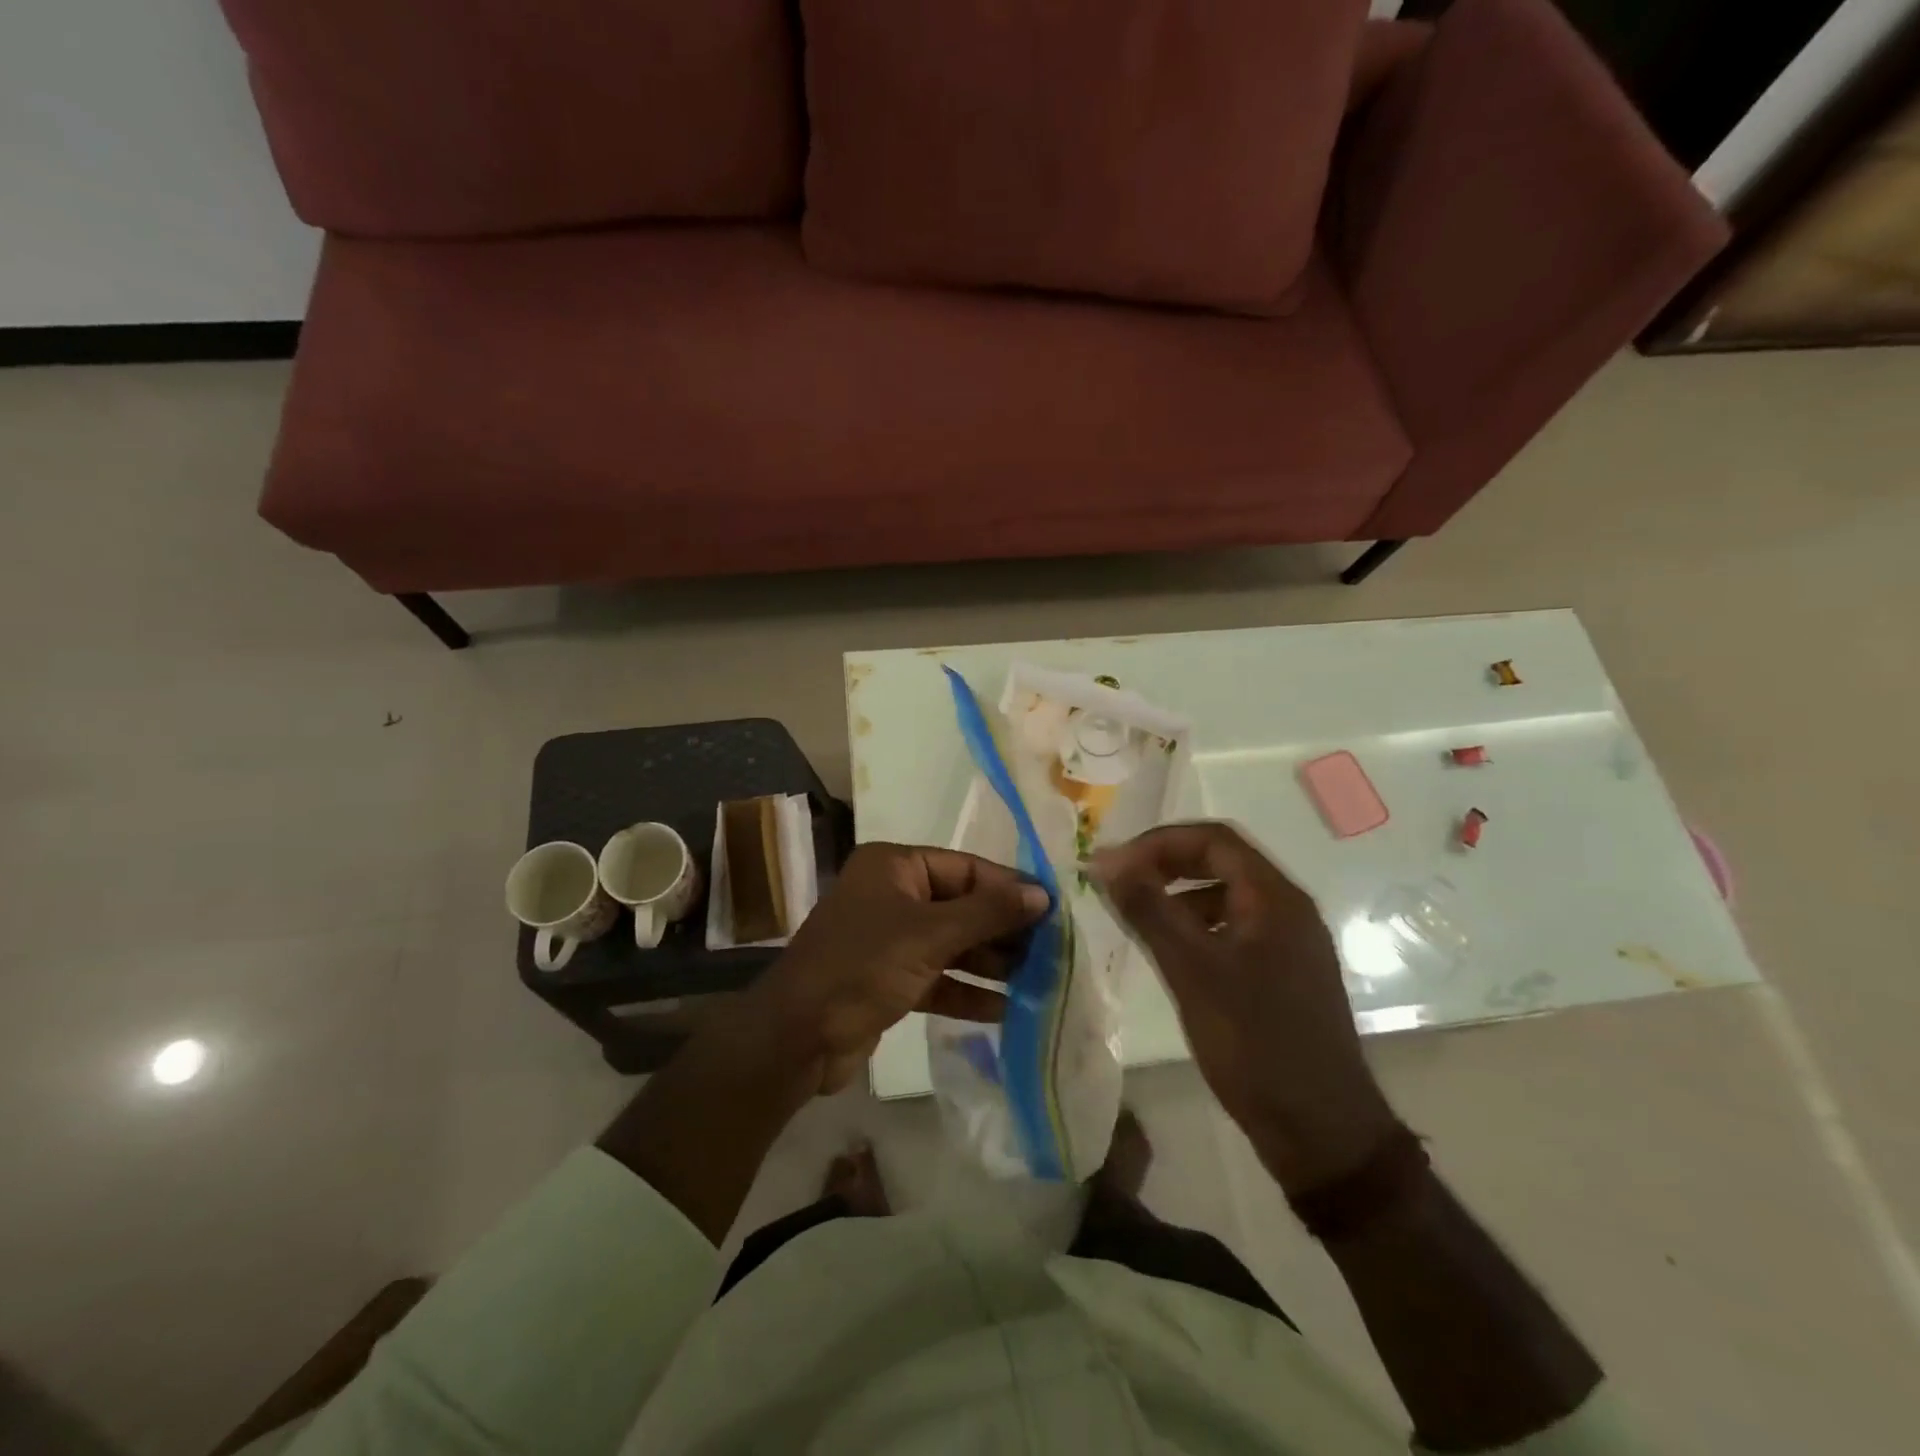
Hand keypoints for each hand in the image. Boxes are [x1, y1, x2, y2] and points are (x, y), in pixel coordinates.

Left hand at [747, 843, 1049, 1095]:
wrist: (797, 1038)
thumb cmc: (862, 967)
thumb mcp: (929, 934)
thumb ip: (988, 913)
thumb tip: (1042, 894)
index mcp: (895, 866)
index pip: (966, 868)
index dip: (1009, 888)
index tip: (1053, 910)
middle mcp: (893, 895)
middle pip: (962, 906)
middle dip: (1003, 930)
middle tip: (1053, 950)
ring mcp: (890, 939)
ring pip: (953, 944)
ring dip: (991, 963)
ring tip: (1040, 980)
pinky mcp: (890, 980)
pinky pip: (939, 978)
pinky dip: (968, 992)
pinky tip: (1006, 1009)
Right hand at [1093, 822, 1397, 1195]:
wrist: (1321, 1133)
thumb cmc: (1254, 1043)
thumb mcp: (1192, 970)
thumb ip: (1148, 909)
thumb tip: (1104, 860)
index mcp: (1275, 897)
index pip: (1213, 839)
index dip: (1158, 842)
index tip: (1114, 865)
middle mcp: (1287, 909)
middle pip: (1220, 861)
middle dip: (1165, 863)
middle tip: (1118, 883)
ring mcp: (1288, 942)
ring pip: (1225, 896)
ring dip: (1178, 894)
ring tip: (1135, 916)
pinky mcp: (1281, 974)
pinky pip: (1232, 928)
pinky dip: (1195, 926)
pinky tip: (1168, 952)